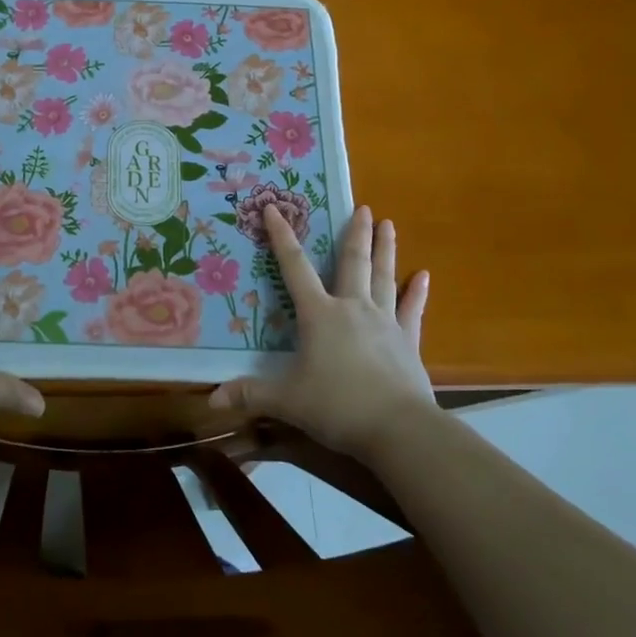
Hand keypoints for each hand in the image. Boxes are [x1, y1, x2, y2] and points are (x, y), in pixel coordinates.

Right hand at [209, 205, 433, 460]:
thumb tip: (211, 400)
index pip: (295, 268)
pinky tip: (424, 275)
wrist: (399, 429)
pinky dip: (418, 292)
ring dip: (386, 249)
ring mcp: (385, 322)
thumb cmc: (337, 406)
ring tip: (389, 224)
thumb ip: (250, 394)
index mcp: (320, 314)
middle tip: (363, 207)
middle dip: (355, 233)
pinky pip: (413, 310)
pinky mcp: (408, 342)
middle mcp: (353, 308)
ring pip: (384, 277)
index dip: (282, 237)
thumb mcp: (287, 400)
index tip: (275, 208)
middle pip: (353, 262)